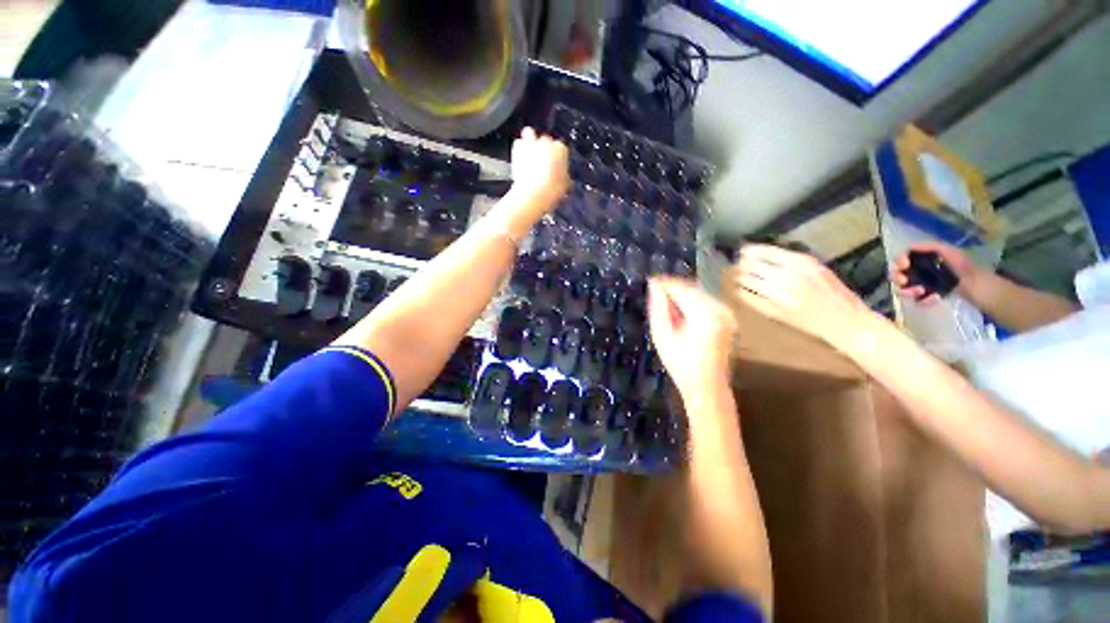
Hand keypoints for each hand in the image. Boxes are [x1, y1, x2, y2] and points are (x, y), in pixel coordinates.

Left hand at [510, 127, 569, 207]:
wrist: (533, 193)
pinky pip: (519, 143)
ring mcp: (532, 143)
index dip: (559, 158)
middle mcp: (547, 143)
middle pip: (546, 141)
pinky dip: (520, 149)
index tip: (556, 166)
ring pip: (530, 133)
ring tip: (531, 153)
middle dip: (544, 150)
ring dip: (531, 140)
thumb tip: (564, 178)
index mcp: (561, 149)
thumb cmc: (551, 189)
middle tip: (543, 163)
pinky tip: (521, 158)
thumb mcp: (565, 185)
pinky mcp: (518, 148)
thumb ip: (565, 176)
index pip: (562, 149)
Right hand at [647, 277, 735, 397]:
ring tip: (665, 303)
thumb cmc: (681, 365)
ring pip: (699, 292)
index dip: (665, 283)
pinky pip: (705, 300)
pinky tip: (680, 312)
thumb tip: (654, 285)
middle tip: (655, 293)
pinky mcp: (727, 318)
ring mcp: (727, 313)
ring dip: (682, 294)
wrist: (707, 386)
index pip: (682, 288)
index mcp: (704, 315)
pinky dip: (691, 301)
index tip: (650, 281)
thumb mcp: (662, 336)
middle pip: (692, 287)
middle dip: (673, 288)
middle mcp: (720, 310)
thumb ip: (658, 308)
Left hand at [733, 244, 875, 351]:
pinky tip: (744, 289)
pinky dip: (742, 291)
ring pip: (746, 280)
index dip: (750, 250)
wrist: (844, 322)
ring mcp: (778, 295)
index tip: (744, 250)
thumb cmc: (834, 293)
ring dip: (741, 276)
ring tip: (740, 275)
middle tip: (740, 263)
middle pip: (751, 265)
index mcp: (802, 263)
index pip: (766, 251)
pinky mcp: (772, 311)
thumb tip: (762, 253)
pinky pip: (747, 297)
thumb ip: (792, 260)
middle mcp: (788, 277)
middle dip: (743, 262)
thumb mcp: (817, 269)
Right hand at [892, 242, 984, 305]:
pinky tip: (933, 299)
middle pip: (896, 274)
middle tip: (905, 282)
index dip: (898, 261)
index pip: (900, 259)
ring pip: (902, 289)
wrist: (980, 288)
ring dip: (908, 291)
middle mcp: (918, 272)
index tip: (905, 265)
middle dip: (898, 278)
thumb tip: (909, 248)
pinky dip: (922, 301)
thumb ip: (930, 247)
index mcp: (921, 260)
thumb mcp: (949, 251)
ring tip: (921, 292)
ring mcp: (922, 286)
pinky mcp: (928, 299)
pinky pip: (916, 301)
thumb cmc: (964, 267)